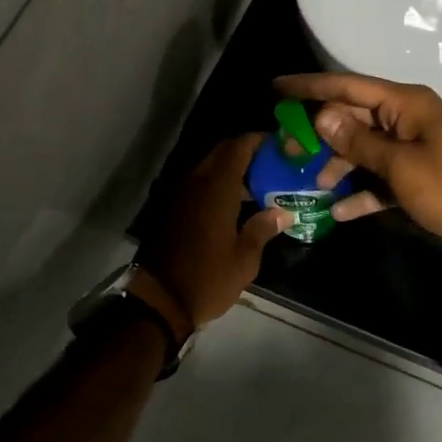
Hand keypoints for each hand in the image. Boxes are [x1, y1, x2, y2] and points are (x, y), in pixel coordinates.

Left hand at [135, 134, 290, 333]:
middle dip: (247, 152)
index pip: (238, 147)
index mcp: (216, 188)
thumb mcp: (244, 259)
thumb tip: (282, 212)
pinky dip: (218, 185)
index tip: (279, 145)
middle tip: (272, 165)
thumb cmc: (207, 279)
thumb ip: (263, 229)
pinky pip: (199, 184)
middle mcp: (196, 183)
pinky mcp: (173, 209)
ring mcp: (181, 195)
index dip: (258, 140)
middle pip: (222, 153)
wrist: (159, 301)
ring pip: (209, 168)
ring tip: (259, 185)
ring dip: (232, 170)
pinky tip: (236, 204)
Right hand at [273, 74, 441, 255]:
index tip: (276, 88)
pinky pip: (382, 175)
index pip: (348, 86)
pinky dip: (362, 190)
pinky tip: (339, 210)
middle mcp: (408, 117)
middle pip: (354, 117)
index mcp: (406, 103)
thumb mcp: (401, 166)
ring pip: (365, 147)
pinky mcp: (419, 174)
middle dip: (320, 133)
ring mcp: (414, 146)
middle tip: (287, 147)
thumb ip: (359, 141)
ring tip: (310, 184)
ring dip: (339, 164)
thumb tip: (322, 115)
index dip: (310, 86)